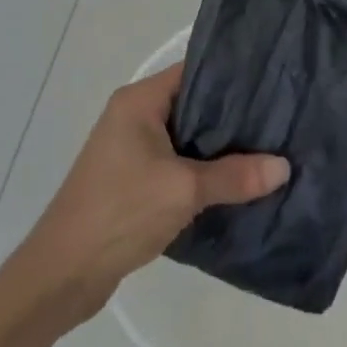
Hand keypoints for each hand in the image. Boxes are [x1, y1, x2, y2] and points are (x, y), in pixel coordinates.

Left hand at [23, 64, 289, 315]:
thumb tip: (284, 166)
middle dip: (233, 116)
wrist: (62, 274)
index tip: (272, 85)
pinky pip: (176, 163)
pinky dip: (202, 171)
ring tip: (267, 149)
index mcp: (139, 101)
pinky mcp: (132, 180)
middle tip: (278, 120)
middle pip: (193, 104)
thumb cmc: (120, 213)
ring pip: (186, 137)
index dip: (233, 76)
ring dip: (219, 148)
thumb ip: (235, 176)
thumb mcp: (183, 190)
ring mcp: (130, 149)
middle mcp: (133, 116)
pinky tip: (237, 182)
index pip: (194, 71)